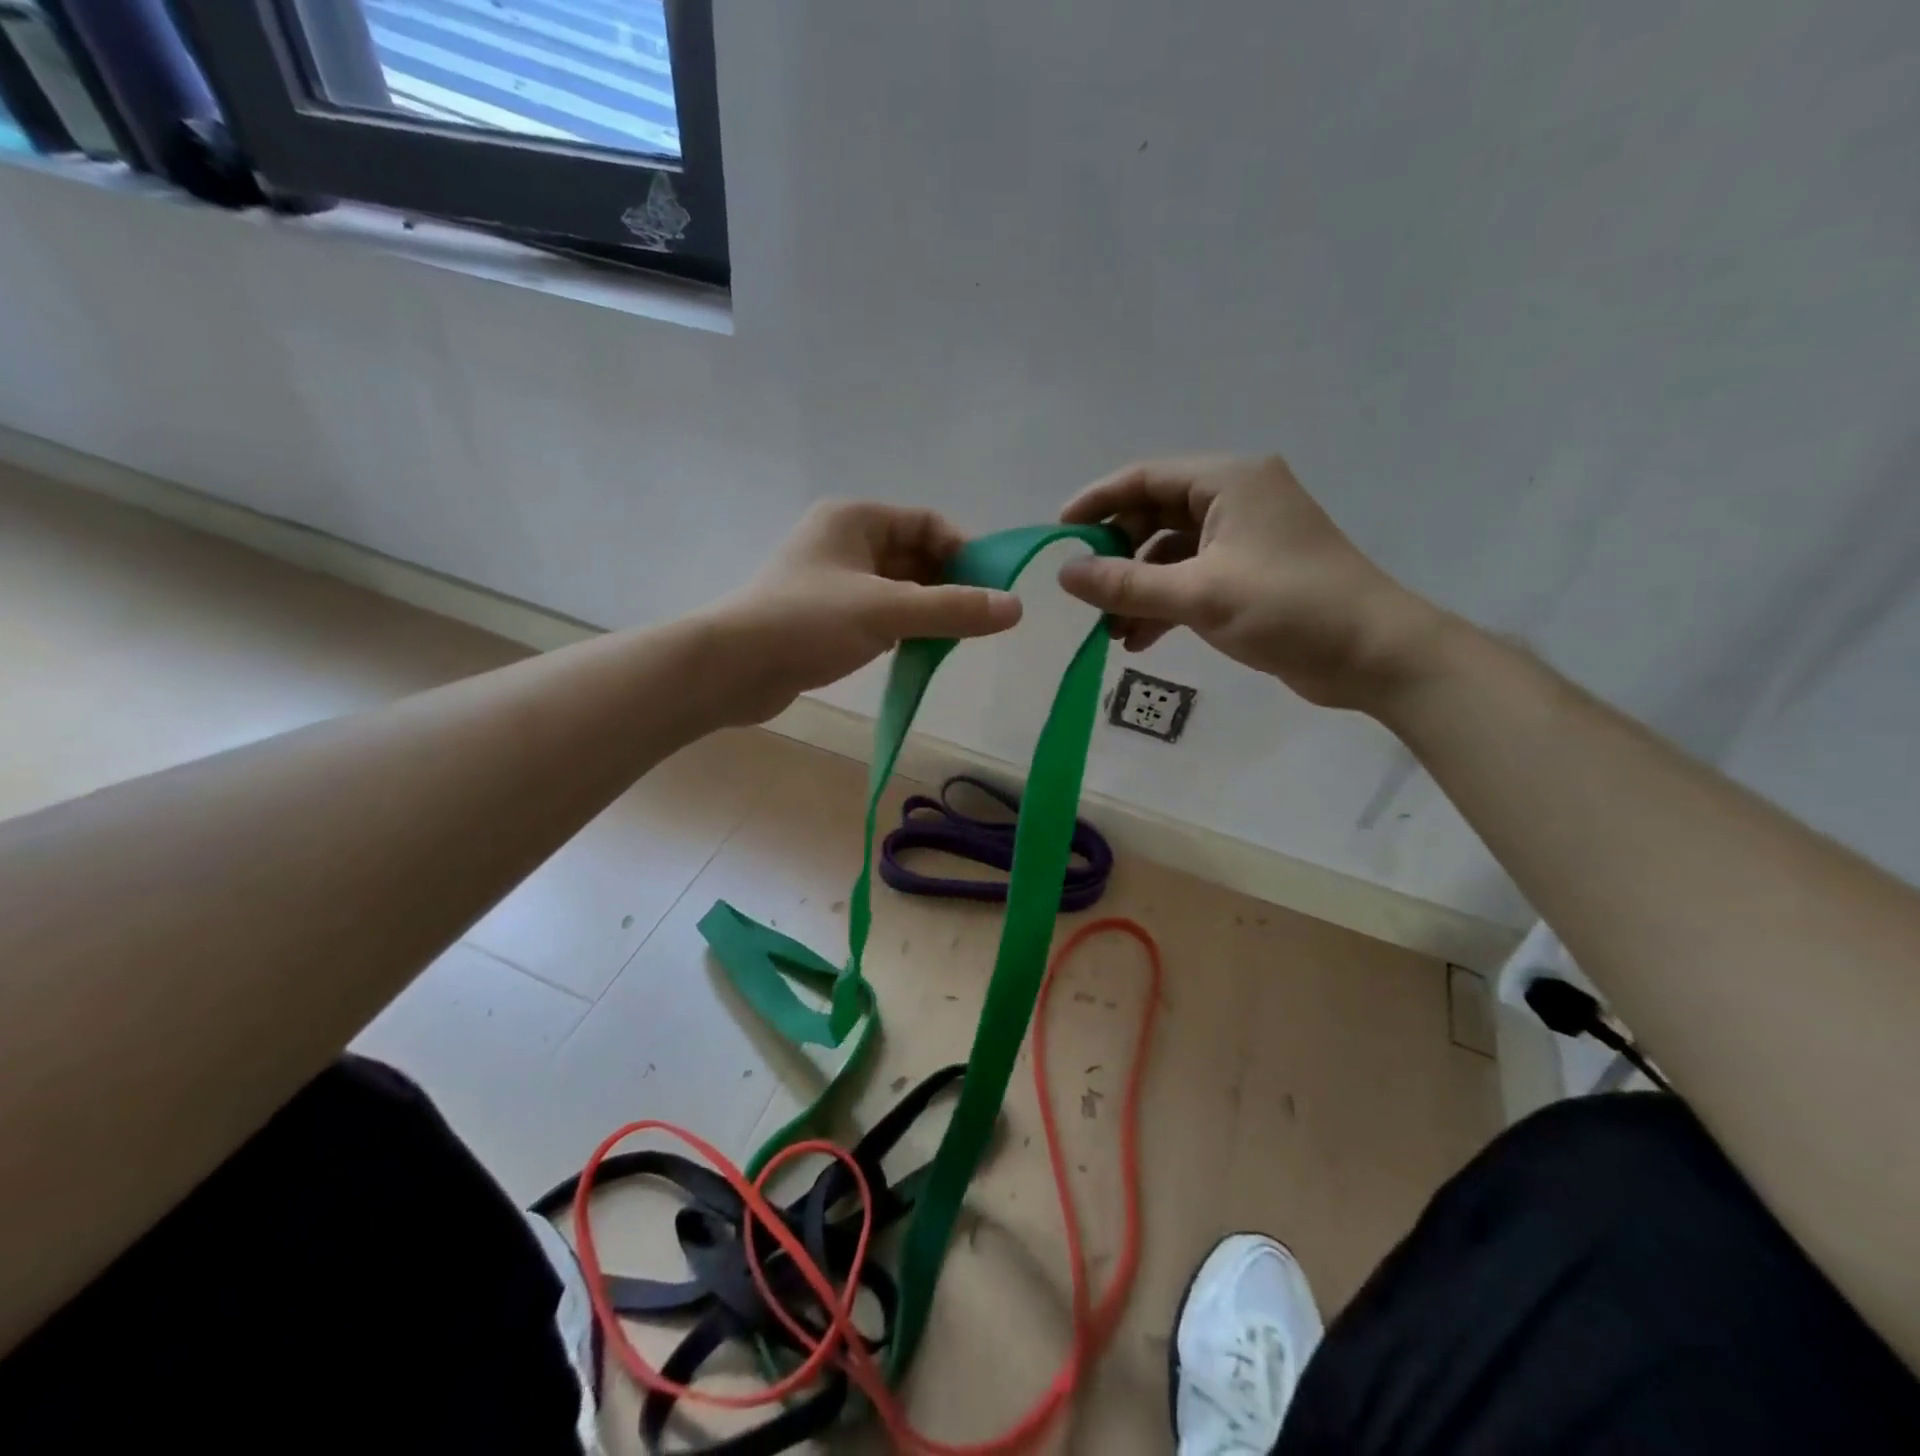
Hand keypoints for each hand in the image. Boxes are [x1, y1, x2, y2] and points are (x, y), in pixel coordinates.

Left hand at [712, 500, 1022, 721]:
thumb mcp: (887, 610)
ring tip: (955, 638)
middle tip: (978, 620)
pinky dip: (904, 627)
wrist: (731, 668)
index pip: (927, 522)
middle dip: (948, 584)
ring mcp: (833, 581)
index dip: (964, 550)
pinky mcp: (826, 617)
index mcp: (855, 519)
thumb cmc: (807, 622)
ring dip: (928, 609)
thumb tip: (1015, 608)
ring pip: (898, 588)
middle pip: (914, 555)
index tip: (991, 588)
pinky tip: (919, 650)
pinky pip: (879, 613)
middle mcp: (844, 542)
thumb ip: (952, 609)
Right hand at [1057, 455, 1439, 710]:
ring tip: (1109, 630)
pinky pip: (1190, 580)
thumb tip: (1064, 573)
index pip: (1145, 478)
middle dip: (1117, 557)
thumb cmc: (1288, 607)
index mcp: (1228, 481)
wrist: (1373, 654)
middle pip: (1154, 516)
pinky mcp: (1249, 576)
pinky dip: (1163, 606)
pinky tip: (1139, 640)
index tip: (1058, 533)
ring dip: (1137, 589)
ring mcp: (1244, 539)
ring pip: (1169, 554)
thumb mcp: (1198, 594)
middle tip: (1085, 593)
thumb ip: (1126, 584)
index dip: (1097, 502)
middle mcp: (1235, 500)